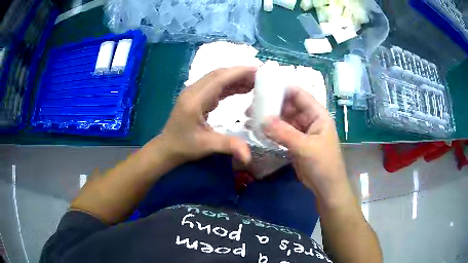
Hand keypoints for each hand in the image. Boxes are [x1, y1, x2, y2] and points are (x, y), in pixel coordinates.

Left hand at [159, 66, 255, 164]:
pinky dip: (230, 85)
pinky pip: (215, 86)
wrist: (167, 147)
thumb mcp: (206, 146)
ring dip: (235, 78)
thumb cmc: (184, 146)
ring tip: (255, 81)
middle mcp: (193, 91)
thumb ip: (229, 146)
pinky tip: (242, 89)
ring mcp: (194, 92)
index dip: (238, 72)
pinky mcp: (197, 96)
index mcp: (195, 100)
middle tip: (260, 76)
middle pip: (218, 74)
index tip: (257, 69)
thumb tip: (249, 156)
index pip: (218, 79)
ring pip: (217, 78)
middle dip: (239, 73)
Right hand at [262, 86, 347, 203]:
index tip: (263, 88)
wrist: (327, 188)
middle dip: (272, 105)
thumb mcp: (305, 147)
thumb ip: (284, 133)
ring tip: (249, 117)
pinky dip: (271, 131)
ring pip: (284, 120)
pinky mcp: (295, 143)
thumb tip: (262, 120)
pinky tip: (257, 130)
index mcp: (318, 115)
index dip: (283, 89)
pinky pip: (282, 132)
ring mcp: (302, 131)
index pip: (300, 95)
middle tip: (251, 106)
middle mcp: (310, 120)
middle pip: (289, 106)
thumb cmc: (323, 165)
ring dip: (269, 119)